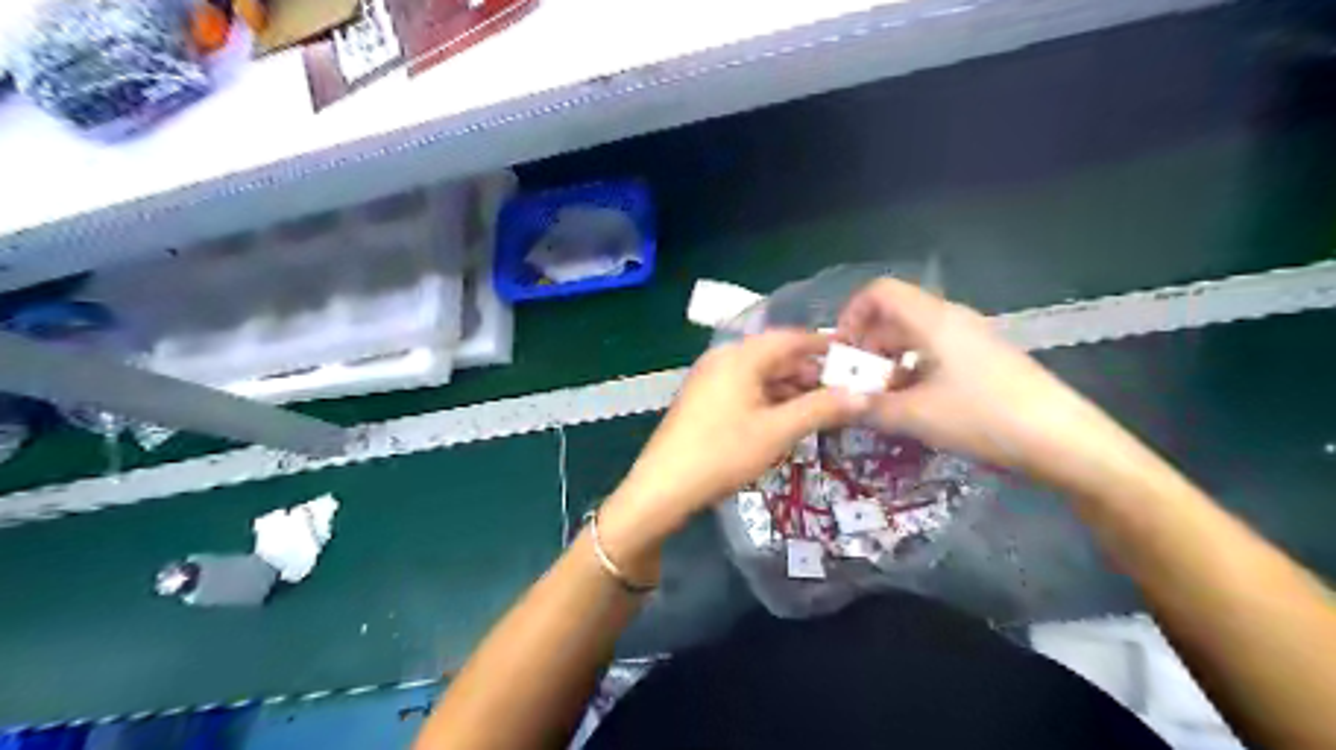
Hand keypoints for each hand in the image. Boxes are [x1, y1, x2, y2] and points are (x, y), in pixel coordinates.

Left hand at [602, 330, 873, 564]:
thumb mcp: (778, 431)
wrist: (663, 487)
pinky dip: (770, 399)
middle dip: (810, 372)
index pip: (791, 338)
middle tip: (844, 390)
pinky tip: (787, 419)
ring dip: (791, 388)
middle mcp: (723, 359)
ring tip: (823, 408)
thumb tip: (863, 394)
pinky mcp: (703, 400)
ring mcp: (710, 379)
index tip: (854, 356)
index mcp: (740, 356)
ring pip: (760, 375)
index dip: (824, 345)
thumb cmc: (722, 453)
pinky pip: (745, 389)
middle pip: (775, 356)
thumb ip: (821, 409)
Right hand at [837, 279, 1131, 487]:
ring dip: (889, 363)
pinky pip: (935, 354)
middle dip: (867, 347)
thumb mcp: (916, 416)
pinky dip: (913, 372)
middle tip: (856, 385)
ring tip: (881, 401)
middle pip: (894, 316)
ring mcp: (971, 339)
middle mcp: (951, 319)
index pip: (879, 292)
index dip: (851, 314)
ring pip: (914, 338)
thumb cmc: (984, 418)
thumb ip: (869, 407)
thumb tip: (838, 403)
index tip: (841, 352)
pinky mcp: (984, 360)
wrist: (1063, 440)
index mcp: (933, 320)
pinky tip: (914, 406)